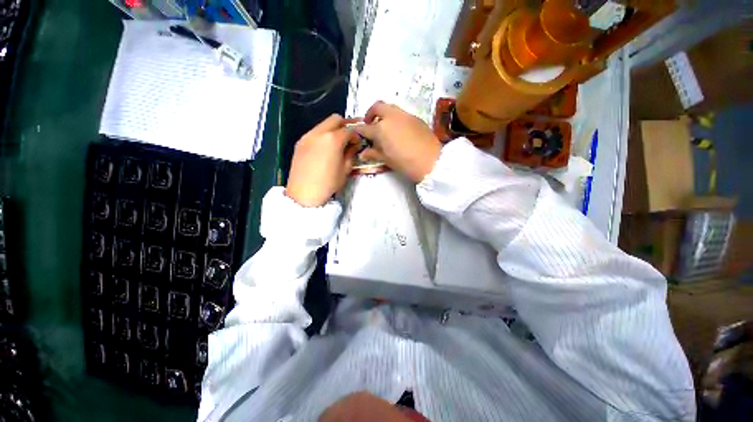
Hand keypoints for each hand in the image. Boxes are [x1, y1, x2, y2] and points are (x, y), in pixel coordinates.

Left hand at [286, 114, 359, 206]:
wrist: (304, 193)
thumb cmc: (328, 183)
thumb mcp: (345, 169)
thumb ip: (351, 153)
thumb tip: (355, 145)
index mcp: (333, 139)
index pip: (349, 130)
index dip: (357, 135)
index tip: (359, 143)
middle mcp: (319, 132)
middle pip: (335, 119)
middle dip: (345, 125)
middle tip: (350, 137)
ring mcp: (307, 136)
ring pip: (323, 124)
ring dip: (333, 130)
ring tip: (337, 144)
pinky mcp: (300, 143)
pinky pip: (314, 132)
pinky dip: (323, 136)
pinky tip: (325, 149)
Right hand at [353, 101, 441, 182]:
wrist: (431, 161)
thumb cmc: (405, 163)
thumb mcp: (387, 159)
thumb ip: (374, 153)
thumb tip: (363, 153)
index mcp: (381, 128)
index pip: (365, 127)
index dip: (359, 130)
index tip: (356, 133)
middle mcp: (392, 117)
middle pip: (377, 107)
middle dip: (371, 113)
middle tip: (370, 124)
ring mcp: (405, 115)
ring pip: (391, 108)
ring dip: (384, 115)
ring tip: (385, 128)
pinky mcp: (416, 118)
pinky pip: (402, 114)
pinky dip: (396, 119)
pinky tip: (399, 131)